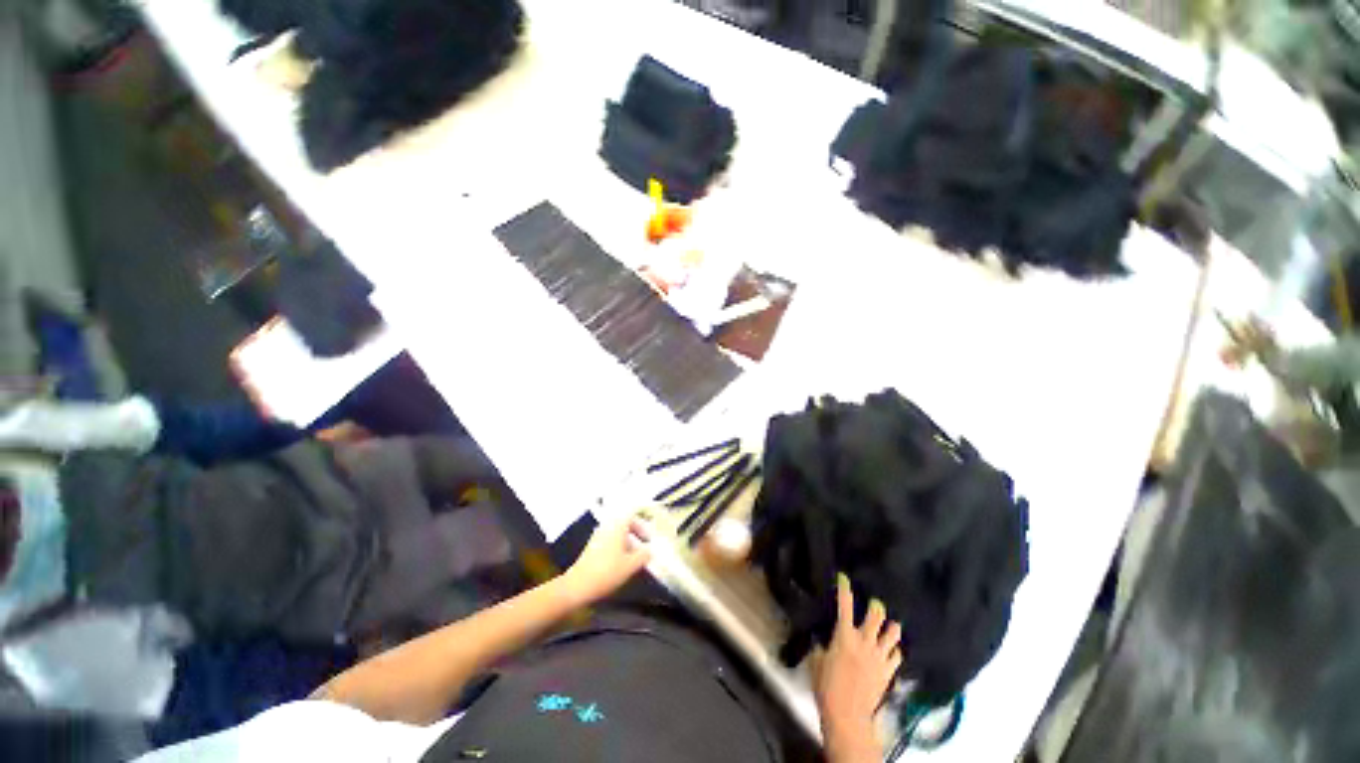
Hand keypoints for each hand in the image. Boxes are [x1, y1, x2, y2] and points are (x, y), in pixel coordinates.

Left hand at [559, 511, 652, 606]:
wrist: (577, 586)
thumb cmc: (607, 572)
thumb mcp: (630, 565)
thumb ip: (643, 556)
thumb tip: (649, 550)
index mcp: (617, 526)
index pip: (632, 515)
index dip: (642, 524)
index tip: (649, 537)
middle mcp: (607, 527)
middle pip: (624, 523)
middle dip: (635, 532)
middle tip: (644, 544)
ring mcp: (597, 536)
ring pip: (616, 532)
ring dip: (627, 540)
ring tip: (634, 555)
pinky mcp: (591, 547)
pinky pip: (609, 540)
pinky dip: (618, 546)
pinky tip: (621, 561)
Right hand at [814, 574, 901, 761]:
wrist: (847, 715)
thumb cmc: (827, 686)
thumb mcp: (817, 661)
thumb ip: (822, 647)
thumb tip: (823, 641)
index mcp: (844, 635)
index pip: (845, 605)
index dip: (844, 589)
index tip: (844, 577)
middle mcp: (864, 641)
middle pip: (876, 615)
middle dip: (876, 606)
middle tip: (874, 604)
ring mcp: (879, 656)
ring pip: (893, 633)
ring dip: (890, 627)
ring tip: (889, 625)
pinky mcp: (888, 672)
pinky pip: (897, 655)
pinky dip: (894, 650)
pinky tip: (891, 651)